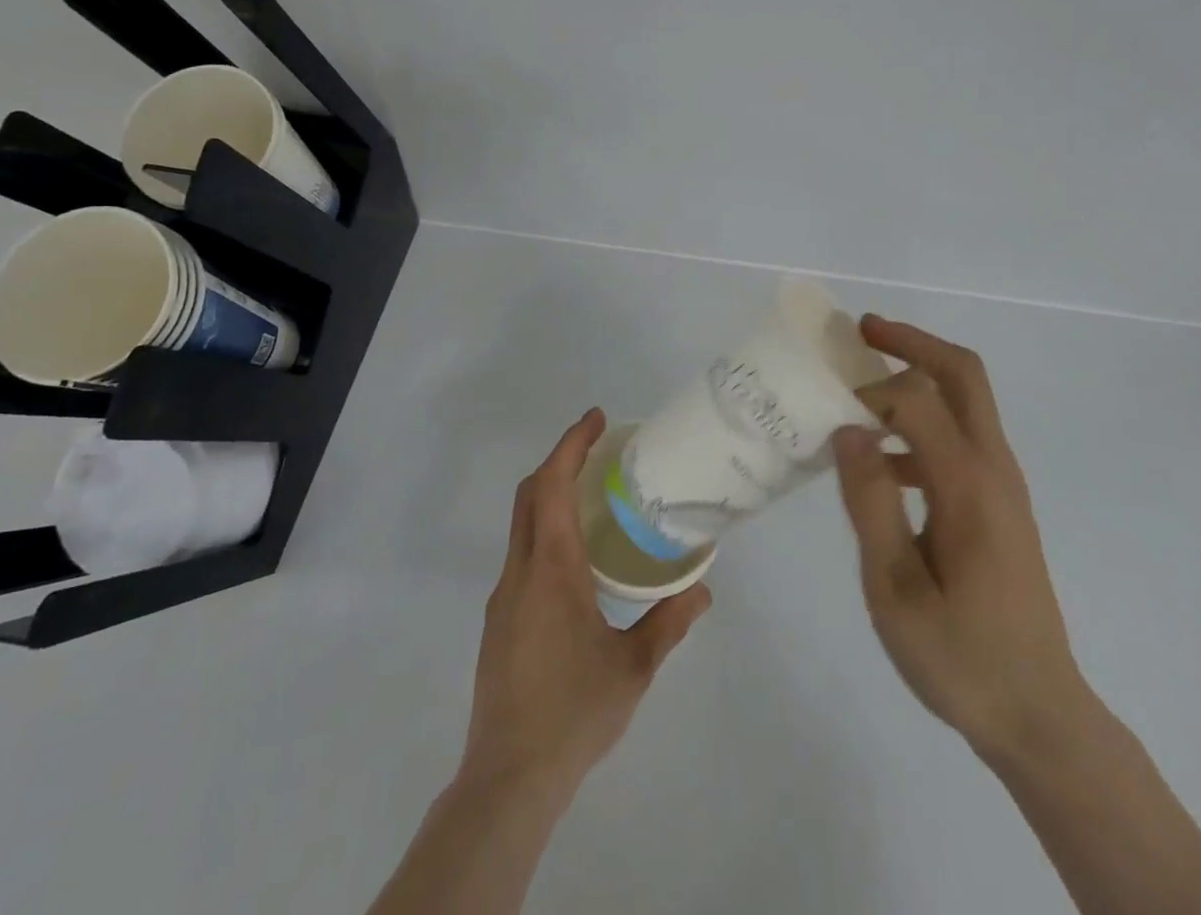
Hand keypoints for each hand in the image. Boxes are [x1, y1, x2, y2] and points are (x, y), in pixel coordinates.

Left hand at [459, 409, 710, 805]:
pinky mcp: (499, 621)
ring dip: (552, 494)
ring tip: (594, 496)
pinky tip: (576, 558)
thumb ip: (668, 623)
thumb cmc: (573, 713)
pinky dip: (546, 529)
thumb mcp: (632, 667)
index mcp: (551, 569)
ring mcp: (504, 596)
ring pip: (523, 523)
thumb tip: (701, 590)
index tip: (597, 419)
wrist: (507, 780)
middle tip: (599, 448)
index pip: (553, 485)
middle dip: (561, 459)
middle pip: (531, 494)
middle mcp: (520, 571)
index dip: (572, 444)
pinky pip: (522, 553)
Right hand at [833, 316, 1084, 761]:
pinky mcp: (999, 503)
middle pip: (962, 374)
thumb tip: (849, 430)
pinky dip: (921, 421)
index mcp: (968, 485)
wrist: (1039, 716)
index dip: (870, 391)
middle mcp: (993, 469)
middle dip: (911, 342)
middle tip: (861, 331)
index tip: (828, 410)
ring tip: (861, 382)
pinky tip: (881, 459)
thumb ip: (870, 503)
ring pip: (965, 400)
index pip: (917, 398)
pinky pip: (960, 437)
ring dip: (917, 375)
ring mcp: (1002, 485)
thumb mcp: (895, 590)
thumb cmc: (961, 659)